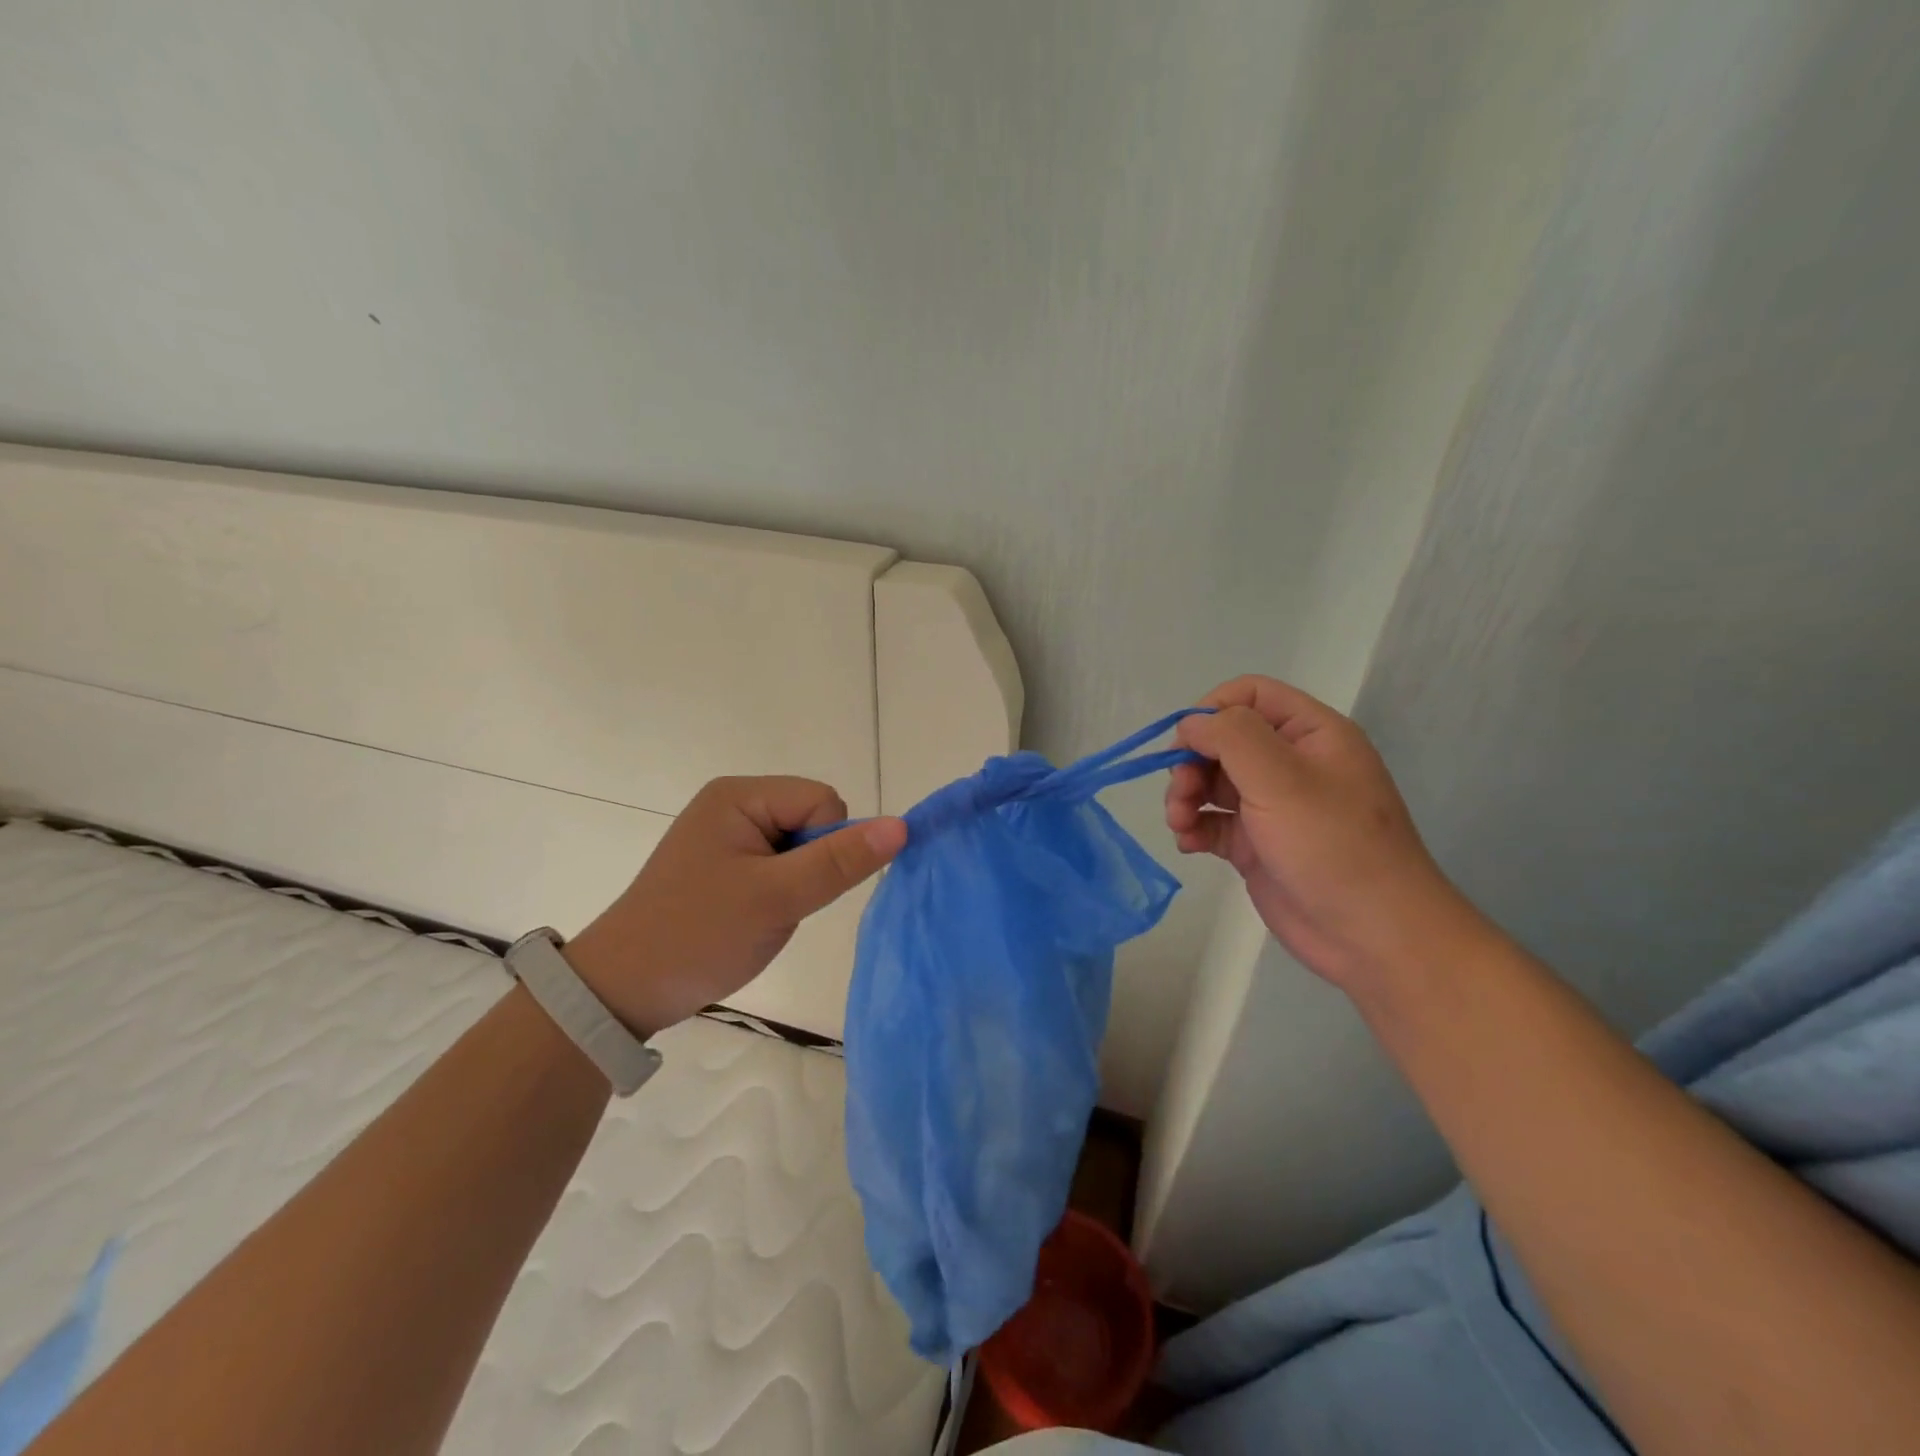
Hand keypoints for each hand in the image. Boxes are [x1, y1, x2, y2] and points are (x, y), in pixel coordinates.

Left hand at [564, 777, 906, 1035]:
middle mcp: (734, 803)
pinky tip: (754, 915)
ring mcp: (728, 833)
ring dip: (797, 881)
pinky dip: (781, 890)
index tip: (795, 886)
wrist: (623, 991)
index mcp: (740, 795)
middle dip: (811, 864)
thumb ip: (840, 861)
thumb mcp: (776, 898)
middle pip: (813, 819)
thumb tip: (902, 826)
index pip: (823, 800)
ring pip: (801, 845)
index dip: (826, 845)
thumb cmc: (698, 935)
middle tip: (776, 902)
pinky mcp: (725, 861)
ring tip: (761, 912)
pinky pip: (779, 863)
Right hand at [1166, 675, 1483, 989]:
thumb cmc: (1333, 845)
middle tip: (1180, 791)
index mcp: (1310, 734)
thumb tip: (1190, 724)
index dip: (1212, 710)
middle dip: (1192, 761)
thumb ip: (1231, 738)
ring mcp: (1272, 806)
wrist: (1373, 936)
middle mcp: (1290, 764)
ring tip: (1179, 823)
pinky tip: (1189, 844)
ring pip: (1211, 782)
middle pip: (1223, 741)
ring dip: (1185, 796)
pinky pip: (1213, 823)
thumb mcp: (1282, 779)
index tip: (1185, 742)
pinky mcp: (1257, 845)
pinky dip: (1194, 828)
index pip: (1250, 695)